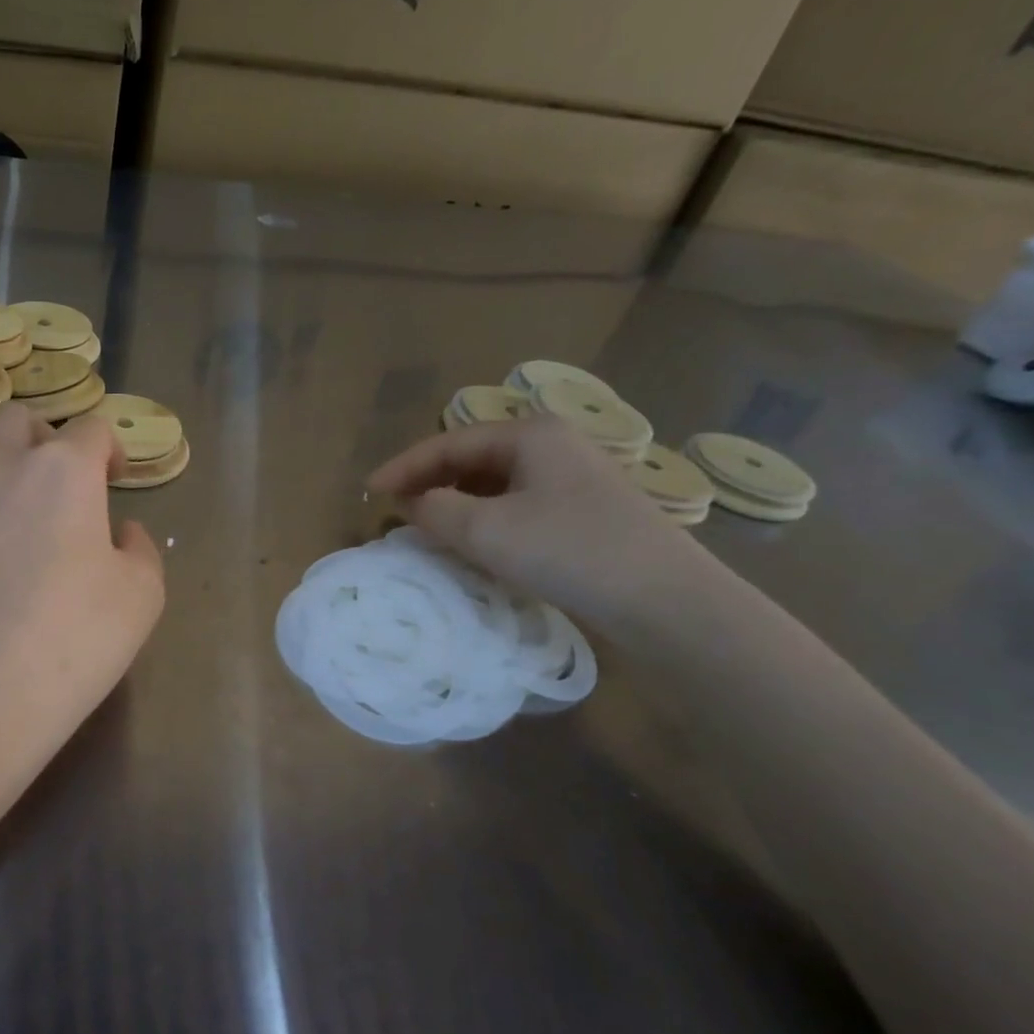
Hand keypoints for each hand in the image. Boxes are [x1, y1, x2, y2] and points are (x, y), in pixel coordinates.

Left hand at [0, 404, 165, 775]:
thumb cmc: (71, 645)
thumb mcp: (142, 598)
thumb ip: (141, 549)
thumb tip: (121, 530)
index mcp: (63, 472)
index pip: (90, 429)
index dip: (108, 449)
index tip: (113, 479)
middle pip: (15, 418)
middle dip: (40, 436)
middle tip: (51, 475)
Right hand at [367, 416, 716, 631]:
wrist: (664, 599)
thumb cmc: (567, 551)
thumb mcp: (485, 530)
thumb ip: (434, 509)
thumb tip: (412, 503)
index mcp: (529, 434)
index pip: (449, 442)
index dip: (404, 466)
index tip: (369, 491)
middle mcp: (552, 445)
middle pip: (471, 457)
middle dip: (429, 481)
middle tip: (393, 509)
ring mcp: (573, 477)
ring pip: (494, 482)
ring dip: (455, 501)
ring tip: (425, 526)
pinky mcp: (583, 510)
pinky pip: (516, 503)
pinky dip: (484, 517)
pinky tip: (473, 541)